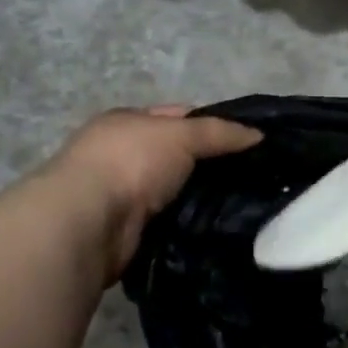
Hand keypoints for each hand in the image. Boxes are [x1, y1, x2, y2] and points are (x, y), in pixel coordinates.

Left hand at [40, 106, 261, 278]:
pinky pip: (169, 221)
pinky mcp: (126, 230)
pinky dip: (188, 223)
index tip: (248, 141)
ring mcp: (120, 194)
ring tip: (244, 204)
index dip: (212, 125)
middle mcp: (120, 154)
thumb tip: (259, 136)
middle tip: (253, 175)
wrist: (88, 223)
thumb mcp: (182, 134)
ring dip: (200, 197)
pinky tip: (216, 226)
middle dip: (210, 165)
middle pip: (177, 155)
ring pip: (175, 191)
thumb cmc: (131, 162)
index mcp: (127, 122)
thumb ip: (221, 133)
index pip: (178, 116)